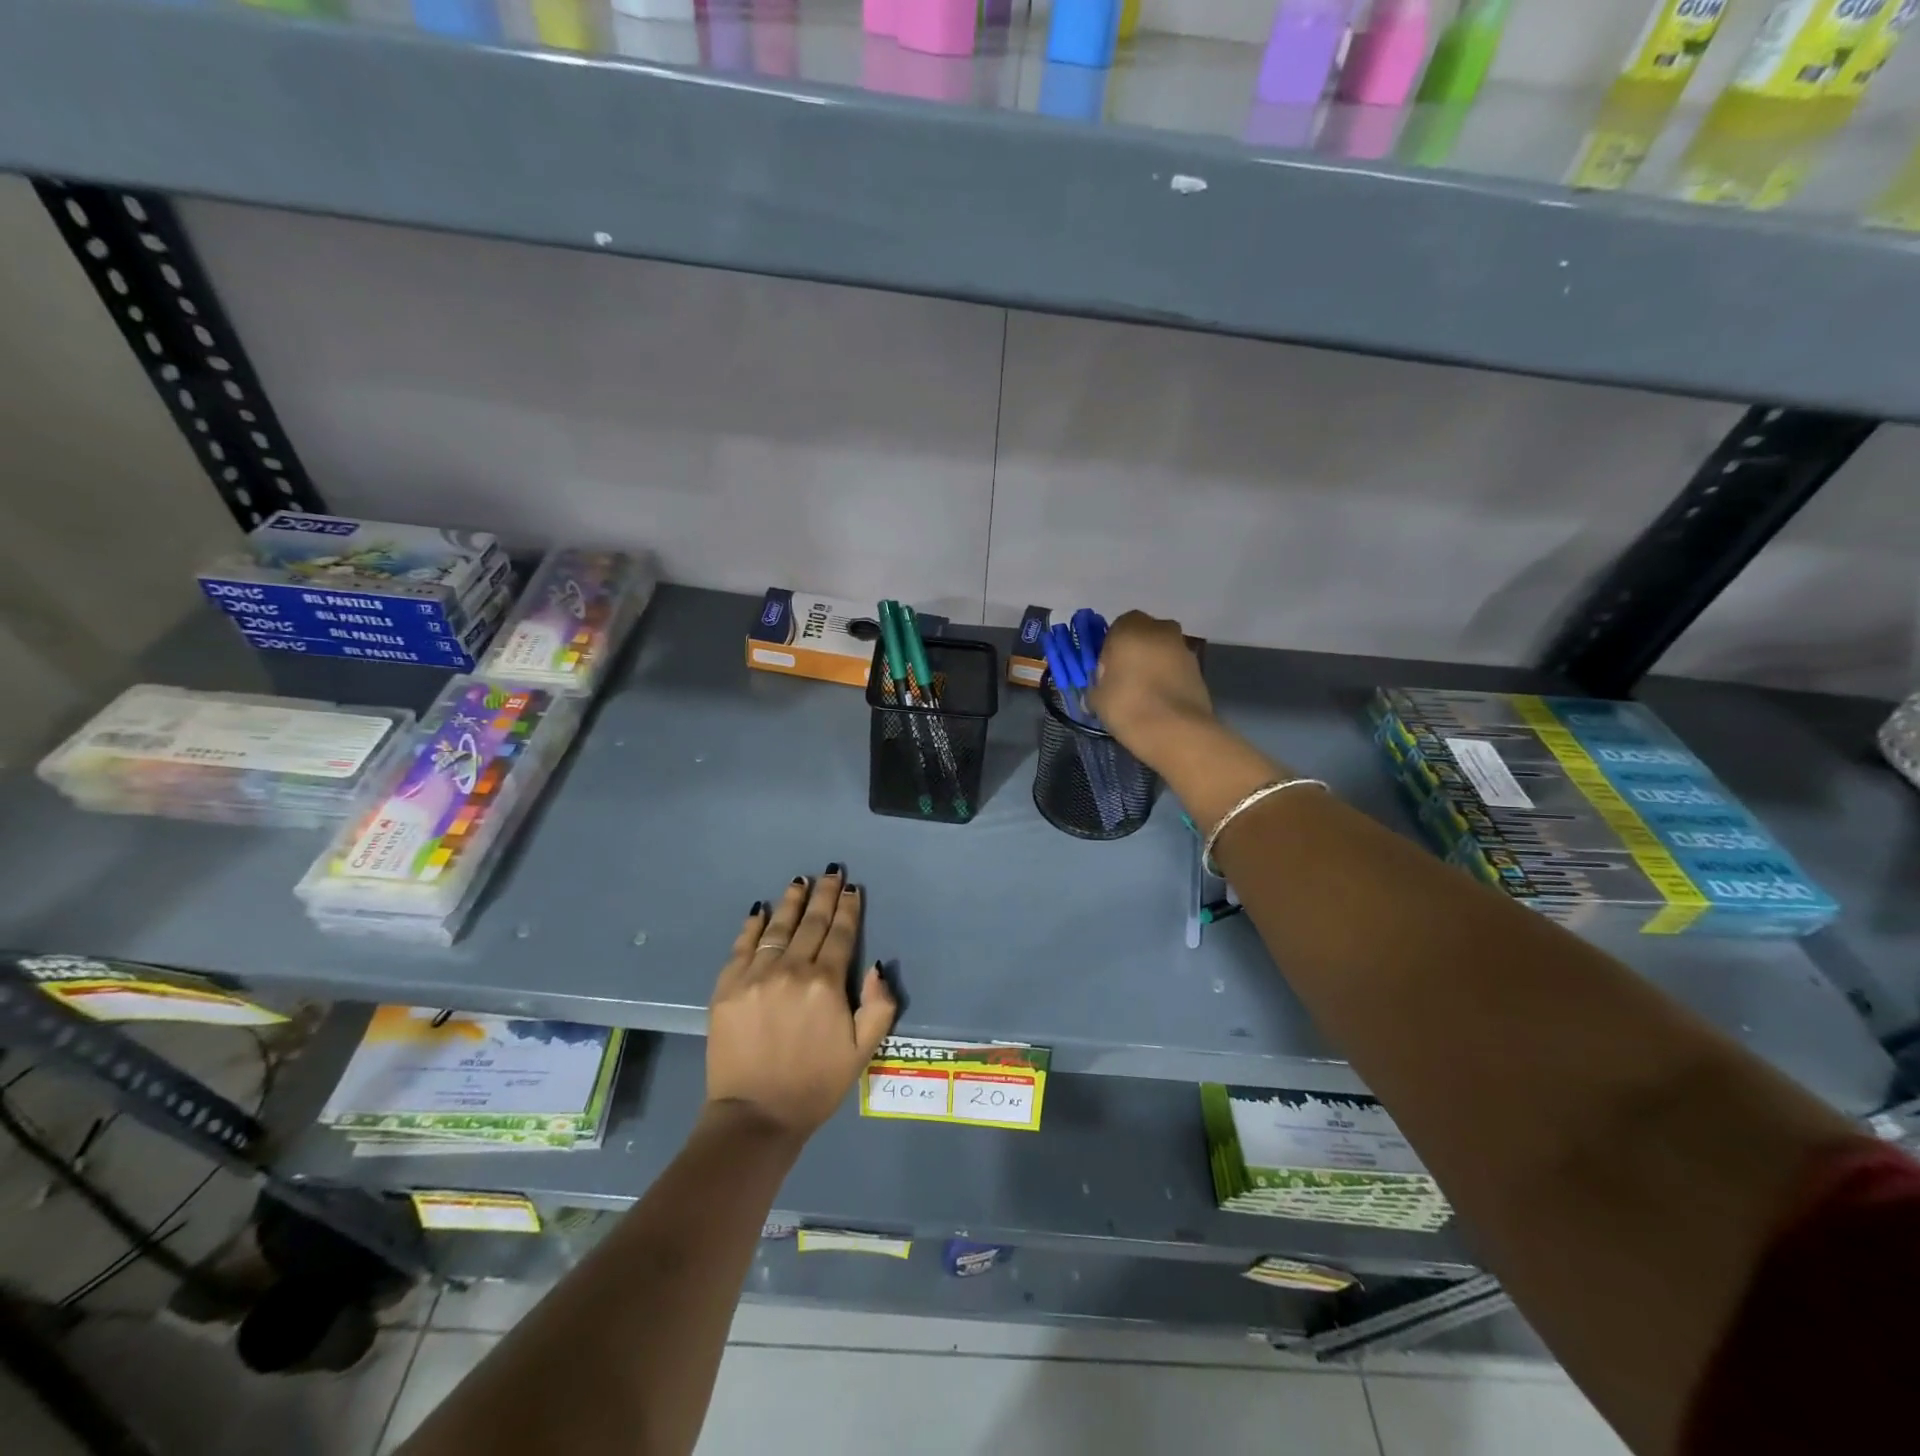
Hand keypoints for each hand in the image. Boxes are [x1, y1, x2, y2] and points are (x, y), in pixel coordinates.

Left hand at [705, 867, 897, 1141]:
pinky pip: (742, 946)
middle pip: (811, 923)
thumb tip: (877, 966)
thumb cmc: (816, 1084)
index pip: (840, 935)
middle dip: (824, 895)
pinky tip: (760, 910)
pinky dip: (753, 925)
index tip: (853, 889)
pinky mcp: (727, 987)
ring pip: (777, 928)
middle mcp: (791, 970)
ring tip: (800, 881)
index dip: (848, 910)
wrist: (755, 1116)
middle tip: (831, 873)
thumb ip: (878, 1006)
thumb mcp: (862, 1052)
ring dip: (791, 902)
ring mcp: (755, 975)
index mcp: (826, 984)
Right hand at [1085, 610, 1214, 767]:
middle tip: (1125, 680)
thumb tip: (1102, 687)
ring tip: (1145, 695)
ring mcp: (1183, 648)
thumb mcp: (1097, 698)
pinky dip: (1169, 678)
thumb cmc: (1129, 706)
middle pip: (1143, 636)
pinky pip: (1176, 668)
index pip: (1116, 629)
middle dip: (1134, 652)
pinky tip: (1161, 702)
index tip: (1107, 673)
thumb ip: (1098, 684)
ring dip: (1154, 665)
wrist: (1177, 731)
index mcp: (1130, 628)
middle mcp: (1160, 629)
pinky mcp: (1199, 668)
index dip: (1110, 650)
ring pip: (1162, 650)